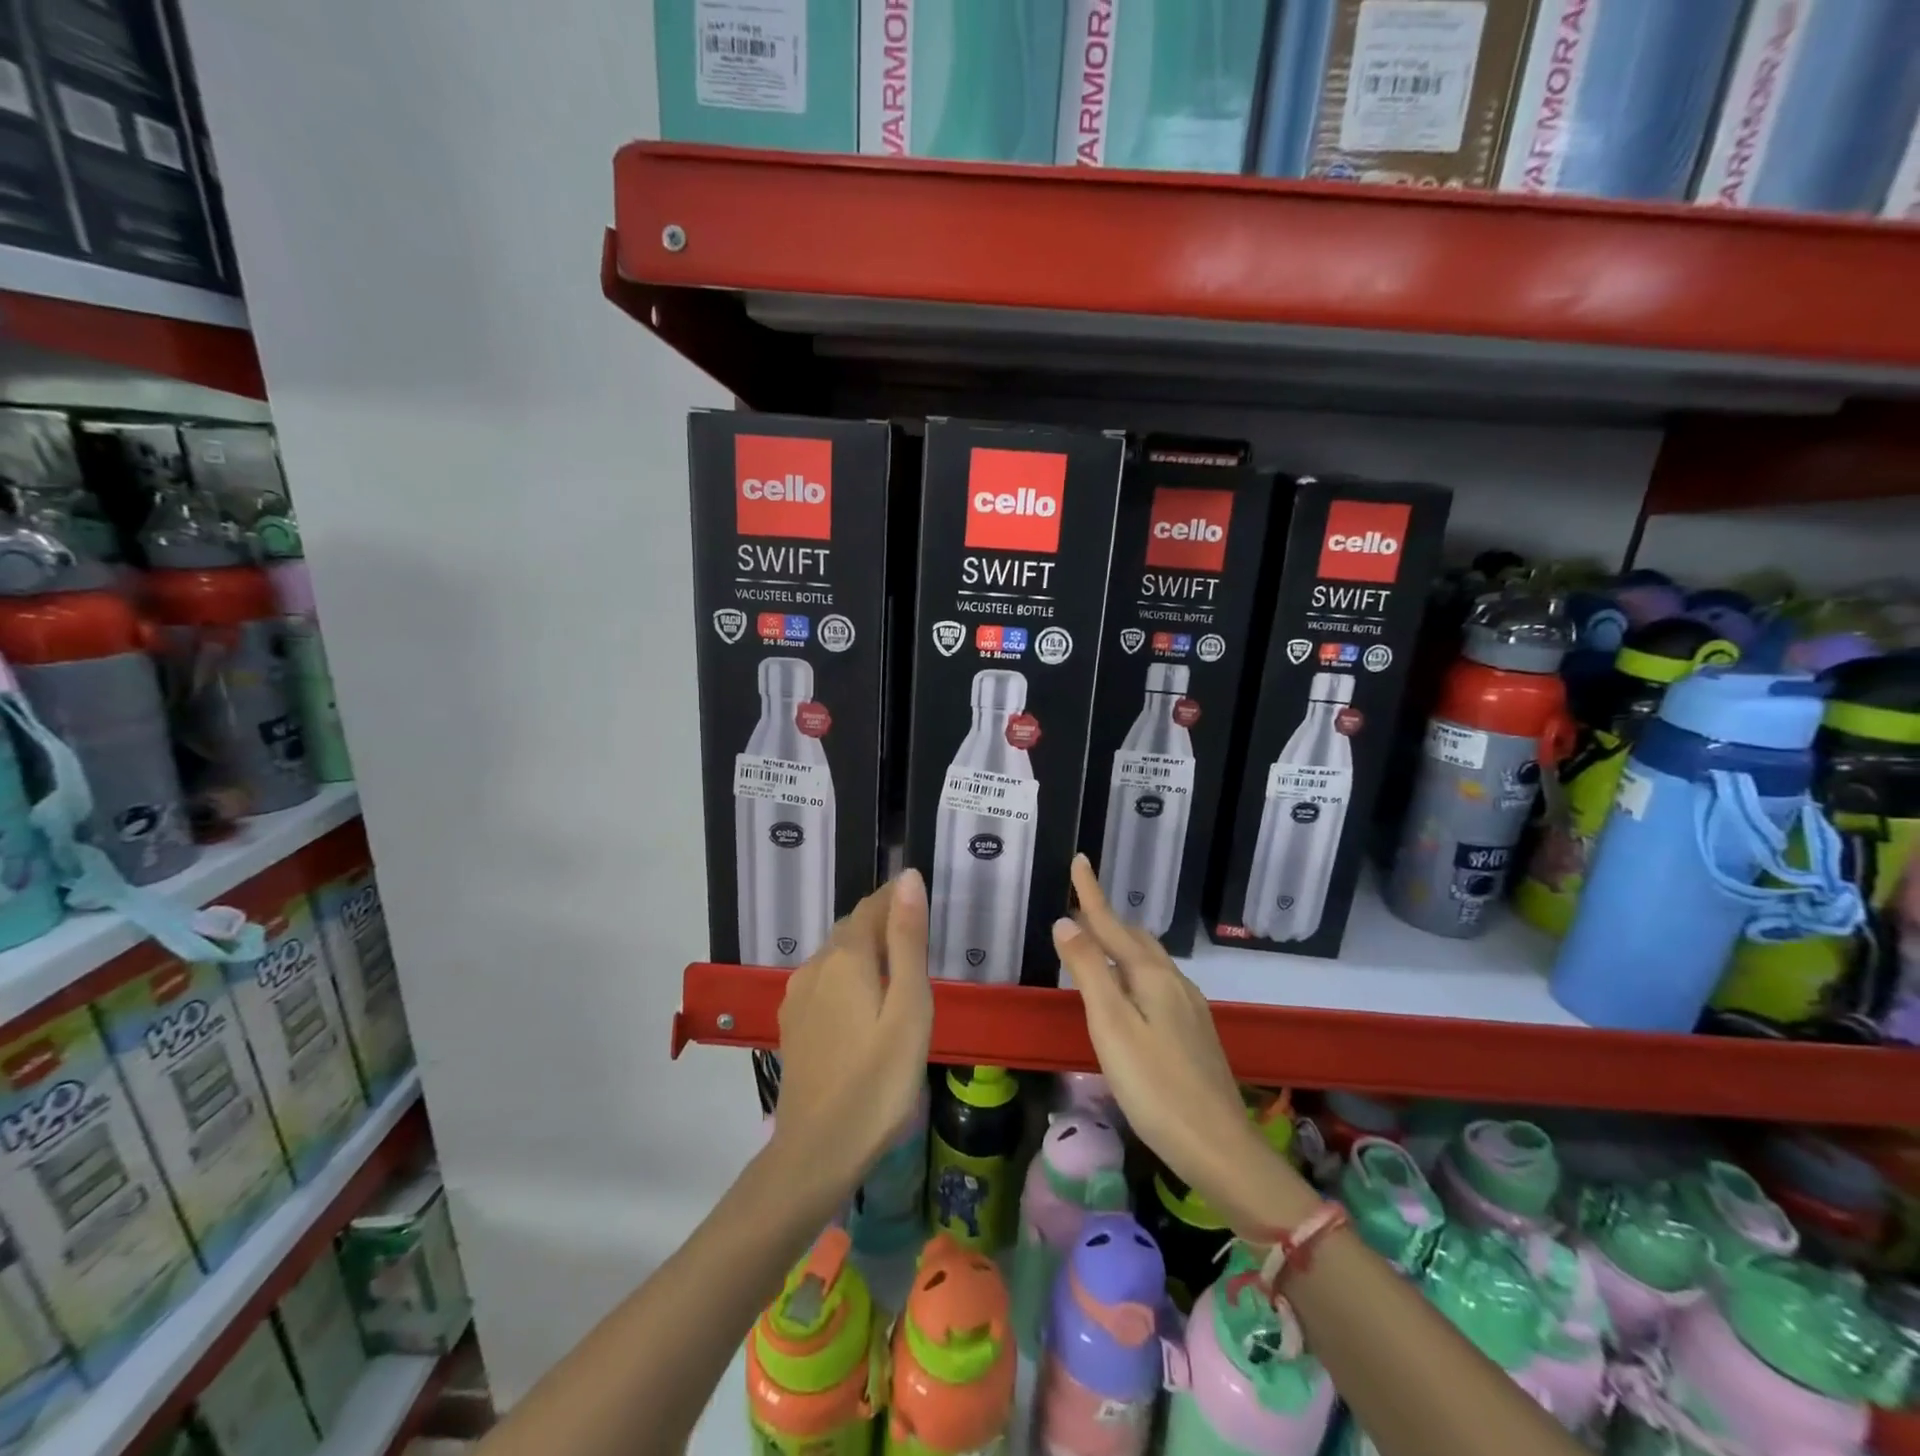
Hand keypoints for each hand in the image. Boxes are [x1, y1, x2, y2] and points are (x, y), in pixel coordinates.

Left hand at [771, 869, 932, 1192]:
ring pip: (836, 954)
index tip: (922, 896)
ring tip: (896, 963)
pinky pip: (824, 979)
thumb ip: (907, 941)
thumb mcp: (908, 1008)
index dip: (897, 896)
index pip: (873, 906)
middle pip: (852, 927)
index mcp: (845, 957)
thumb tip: (909, 879)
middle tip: (917, 930)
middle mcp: (815, 965)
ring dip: (864, 948)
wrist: (817, 1151)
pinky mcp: (793, 1022)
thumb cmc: (878, 1080)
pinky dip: (848, 974)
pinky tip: (863, 999)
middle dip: (882, 920)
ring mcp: (798, 995)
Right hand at [1052, 856, 1313, 1230]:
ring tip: (1099, 942)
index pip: (1112, 924)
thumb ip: (1089, 971)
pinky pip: (1158, 983)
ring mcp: (1190, 1007)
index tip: (1080, 860)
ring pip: (1149, 961)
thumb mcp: (1111, 1026)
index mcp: (1151, 976)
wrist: (1218, 1146)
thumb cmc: (1155, 1085)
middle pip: (1134, 939)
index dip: (1091, 894)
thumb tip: (1065, 921)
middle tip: (1080, 906)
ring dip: (1122, 944)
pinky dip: (1135, 971)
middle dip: (1106, 918)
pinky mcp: (1194, 1032)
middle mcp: (1174, 982)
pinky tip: (1131, 992)